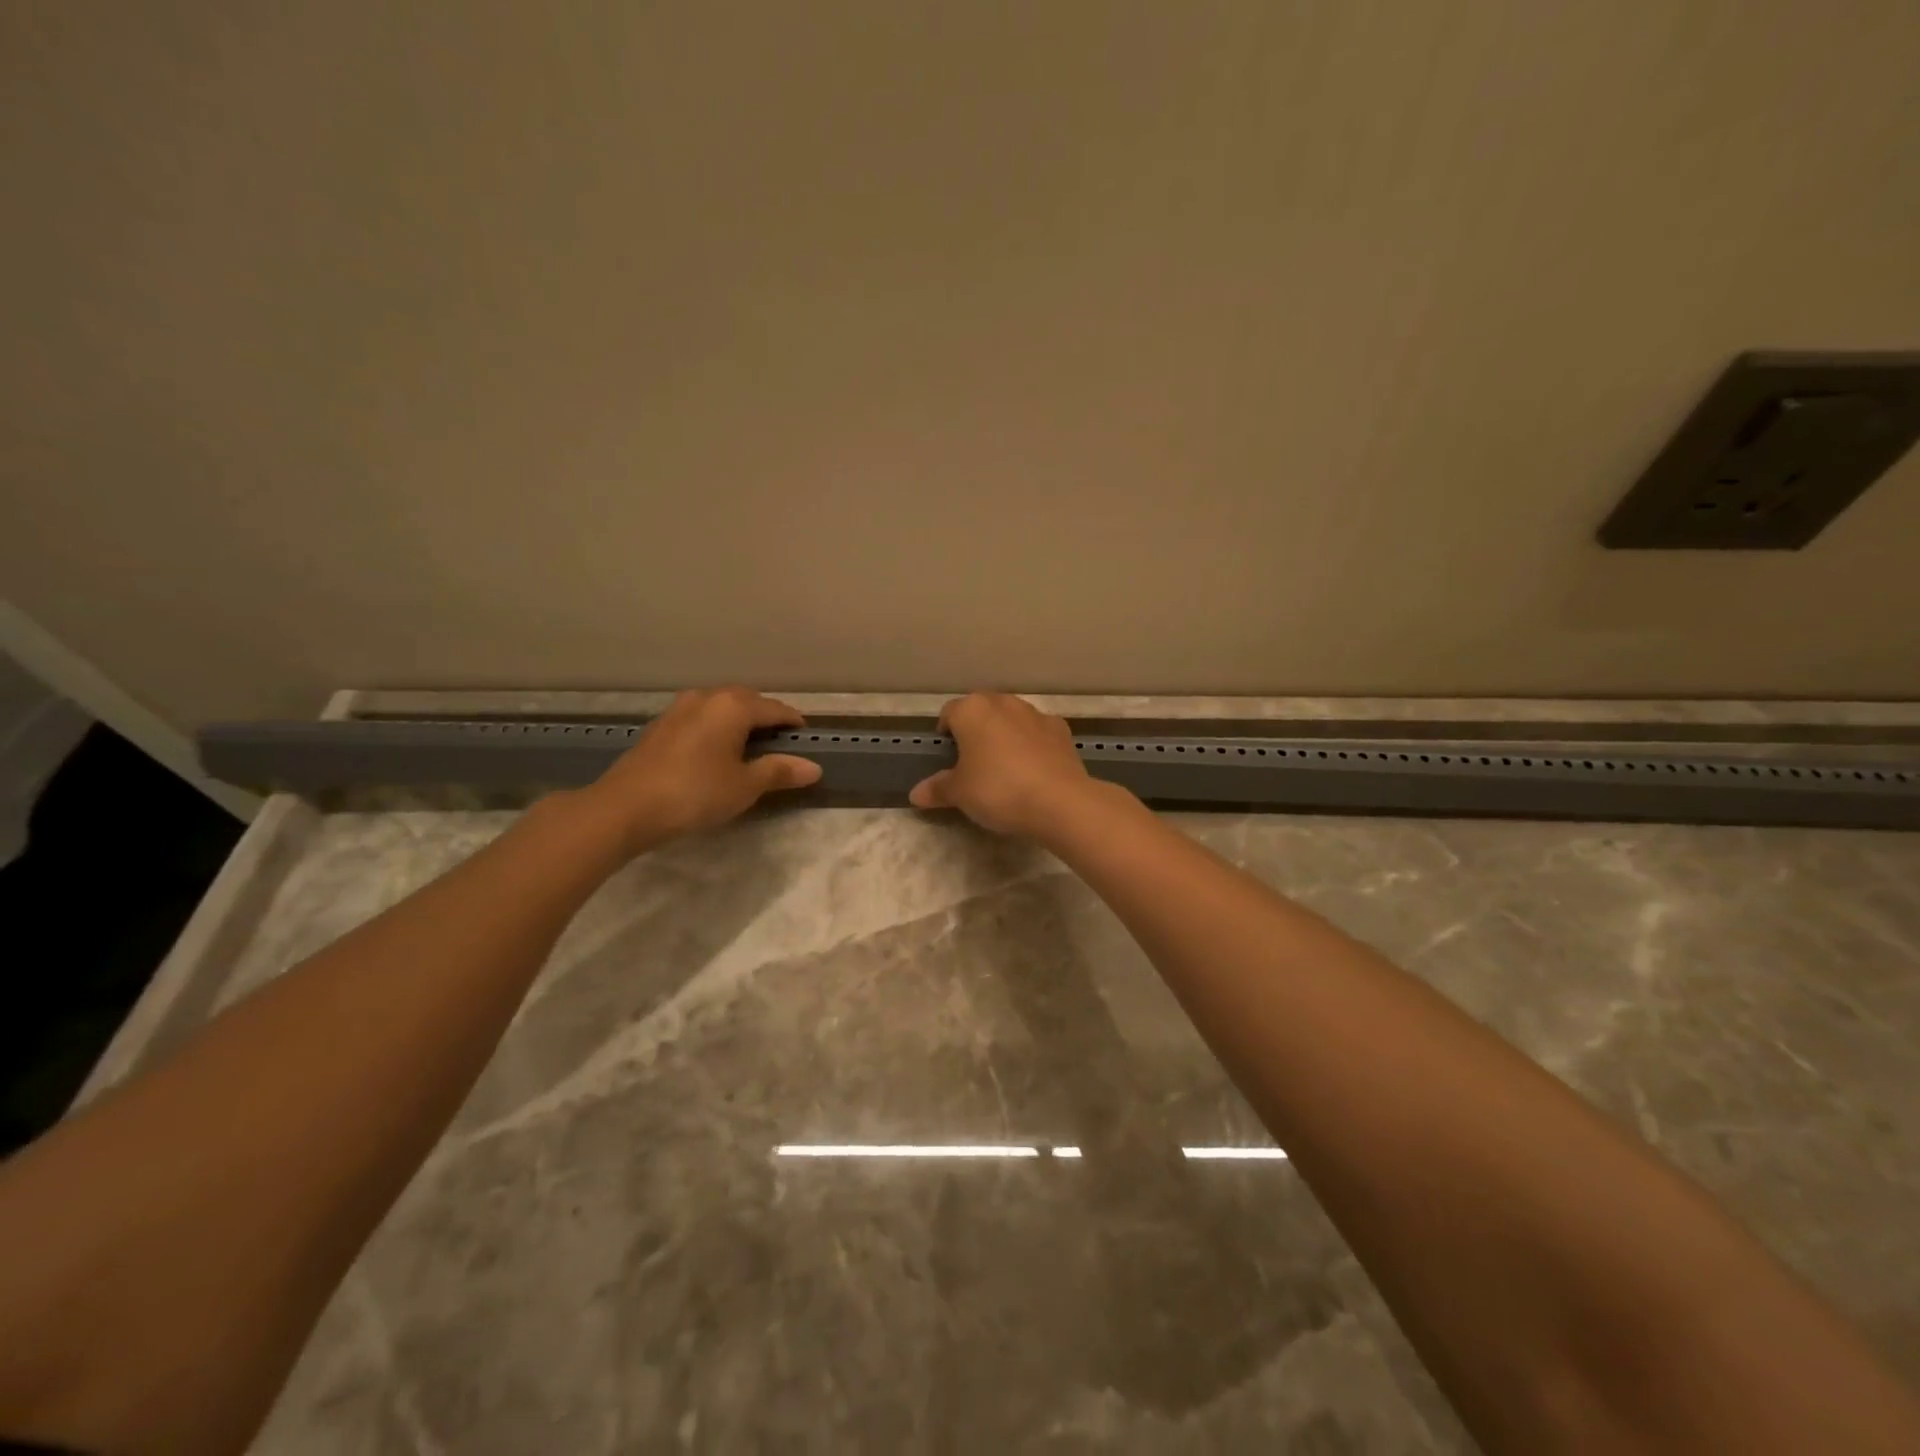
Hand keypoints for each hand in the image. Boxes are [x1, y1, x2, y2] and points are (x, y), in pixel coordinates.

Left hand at [585, 688, 821, 852]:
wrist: (625, 807)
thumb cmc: (694, 793)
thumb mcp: (744, 786)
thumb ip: (779, 772)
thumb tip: (814, 767)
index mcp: (733, 706)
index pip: (776, 709)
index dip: (794, 725)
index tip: (807, 742)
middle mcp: (707, 697)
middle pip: (748, 701)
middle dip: (767, 719)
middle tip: (781, 746)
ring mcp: (679, 709)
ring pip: (721, 707)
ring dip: (739, 722)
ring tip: (749, 749)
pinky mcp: (661, 726)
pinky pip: (701, 718)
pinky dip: (716, 729)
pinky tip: (715, 753)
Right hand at [909, 692, 1104, 838]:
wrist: (1059, 801)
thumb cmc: (998, 790)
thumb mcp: (960, 794)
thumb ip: (937, 789)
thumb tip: (915, 794)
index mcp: (972, 710)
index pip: (949, 713)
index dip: (945, 733)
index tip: (947, 756)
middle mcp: (1003, 702)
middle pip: (981, 711)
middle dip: (975, 730)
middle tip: (972, 762)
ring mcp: (1035, 713)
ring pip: (1011, 718)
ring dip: (1004, 734)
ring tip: (1003, 767)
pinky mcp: (1061, 730)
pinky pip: (1037, 733)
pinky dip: (1031, 744)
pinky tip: (1032, 769)